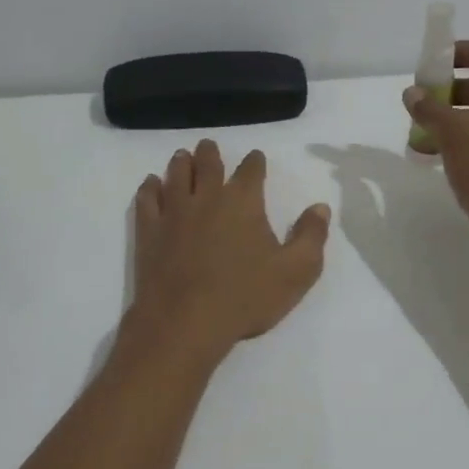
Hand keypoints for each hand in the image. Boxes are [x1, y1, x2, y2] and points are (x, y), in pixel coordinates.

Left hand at [124, 140, 331, 367]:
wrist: (185, 323)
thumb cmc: (245, 297)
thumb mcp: (296, 272)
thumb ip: (311, 236)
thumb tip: (320, 207)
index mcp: (243, 201)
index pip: (251, 170)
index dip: (255, 161)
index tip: (255, 158)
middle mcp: (207, 196)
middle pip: (208, 164)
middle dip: (211, 153)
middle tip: (208, 146)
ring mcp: (174, 211)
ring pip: (176, 175)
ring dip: (181, 162)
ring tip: (182, 156)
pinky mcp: (149, 231)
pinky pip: (147, 199)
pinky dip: (149, 187)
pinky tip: (151, 184)